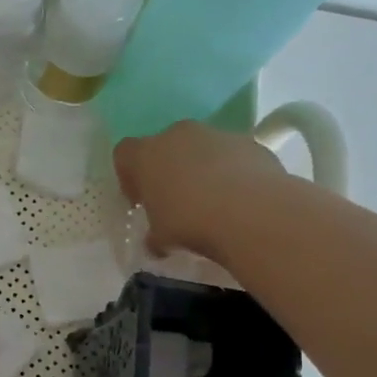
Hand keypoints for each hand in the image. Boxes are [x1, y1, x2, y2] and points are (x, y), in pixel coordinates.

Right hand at [114, 121, 285, 256]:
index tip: (139, 200)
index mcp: (145, 154)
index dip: (129, 176)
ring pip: (202, 148)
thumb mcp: (160, 238)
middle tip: (176, 200)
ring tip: (213, 202)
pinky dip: (233, 172)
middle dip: (168, 169)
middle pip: (165, 146)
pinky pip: (233, 156)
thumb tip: (157, 242)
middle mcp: (178, 135)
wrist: (252, 213)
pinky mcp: (250, 143)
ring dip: (202, 169)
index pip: (124, 154)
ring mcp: (217, 135)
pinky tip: (240, 199)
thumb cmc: (190, 222)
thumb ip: (154, 234)